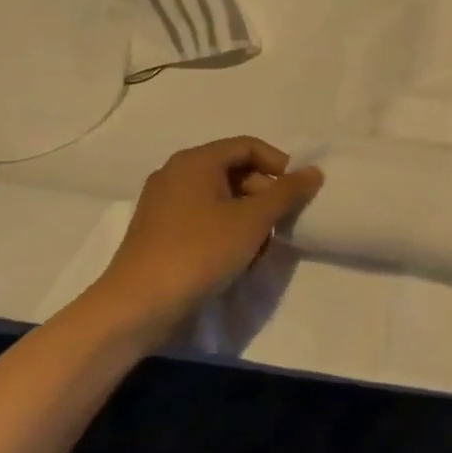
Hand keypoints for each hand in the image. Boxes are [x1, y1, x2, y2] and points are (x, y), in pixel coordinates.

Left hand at [77, 137, 322, 350]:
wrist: (137, 306)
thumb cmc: (199, 252)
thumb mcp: (252, 220)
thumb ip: (287, 192)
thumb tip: (314, 172)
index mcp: (195, 161)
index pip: (248, 146)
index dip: (279, 165)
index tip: (297, 192)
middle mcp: (176, 173)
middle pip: (234, 170)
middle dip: (264, 195)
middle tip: (280, 224)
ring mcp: (163, 203)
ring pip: (220, 197)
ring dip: (247, 217)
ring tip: (258, 248)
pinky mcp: (158, 231)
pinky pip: (203, 217)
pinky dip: (225, 230)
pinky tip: (235, 259)